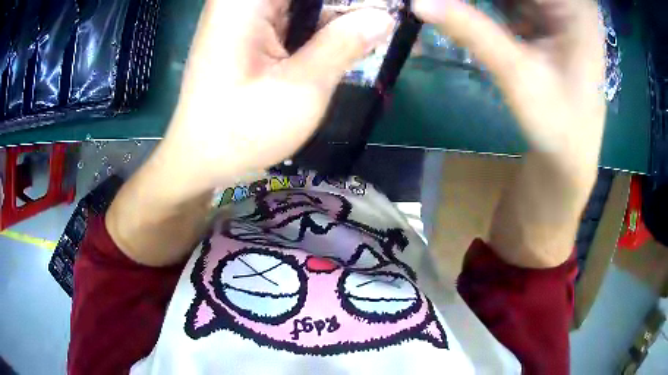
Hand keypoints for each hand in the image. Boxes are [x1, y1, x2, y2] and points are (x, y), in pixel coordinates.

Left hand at [106, 0, 393, 265]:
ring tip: (380, 31)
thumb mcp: (300, 88)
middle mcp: (242, 1)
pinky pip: (297, 17)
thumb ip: (344, 44)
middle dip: (351, 7)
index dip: (353, 1)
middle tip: (386, 24)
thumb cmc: (241, 131)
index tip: (384, 12)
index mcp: (245, 2)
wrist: (200, 159)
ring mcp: (246, 14)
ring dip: (343, 16)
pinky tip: (354, 40)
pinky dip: (325, 28)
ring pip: (307, 4)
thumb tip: (384, 17)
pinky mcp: (251, 31)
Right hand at [414, 0, 605, 267]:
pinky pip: (514, 2)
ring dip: (484, 1)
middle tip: (446, 7)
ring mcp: (559, 12)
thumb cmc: (558, 126)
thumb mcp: (517, 75)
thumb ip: (472, 31)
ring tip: (456, 11)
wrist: (569, 158)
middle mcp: (570, 5)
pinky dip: (490, 5)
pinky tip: (469, 12)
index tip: (450, 2)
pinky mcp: (548, 23)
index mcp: (576, 10)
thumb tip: (419, 2)